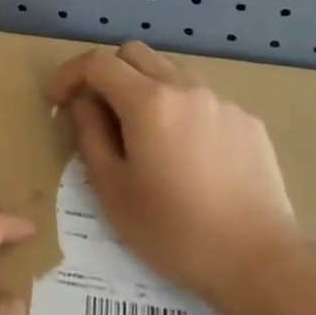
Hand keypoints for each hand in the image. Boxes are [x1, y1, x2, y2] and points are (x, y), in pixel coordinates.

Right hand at [47, 41, 299, 311]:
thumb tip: (85, 105)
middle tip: (98, 113)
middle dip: (107, 73)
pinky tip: (187, 155)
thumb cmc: (174, 231)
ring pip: (171, 73)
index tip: (57, 99)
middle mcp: (186, 87)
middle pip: (135, 54)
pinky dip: (181, 111)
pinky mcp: (248, 121)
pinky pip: (202, 100)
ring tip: (143, 135)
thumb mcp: (113, 190)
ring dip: (145, 88)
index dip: (69, 74)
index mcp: (148, 101)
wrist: (258, 260)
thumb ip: (90, 136)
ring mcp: (222, 102)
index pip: (97, 63)